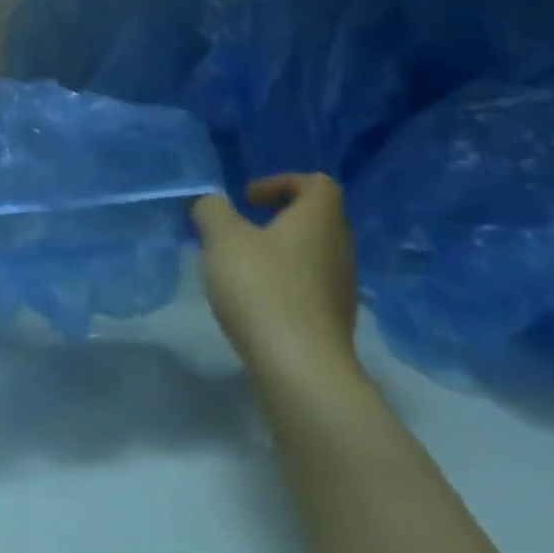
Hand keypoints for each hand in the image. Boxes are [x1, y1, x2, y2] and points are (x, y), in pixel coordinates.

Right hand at [193, 174, 361, 391]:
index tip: (248, 199)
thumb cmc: (263, 289)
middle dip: (279, 218)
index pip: (317, 183)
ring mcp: (341, 289)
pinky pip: (310, 288)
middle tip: (242, 229)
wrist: (302, 370)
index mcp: (319, 220)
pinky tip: (255, 302)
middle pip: (317, 219)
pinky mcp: (333, 323)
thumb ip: (213, 211)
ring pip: (312, 255)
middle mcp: (339, 249)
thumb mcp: (223, 238)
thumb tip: (212, 203)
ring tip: (242, 267)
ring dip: (280, 253)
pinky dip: (284, 285)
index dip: (282, 182)